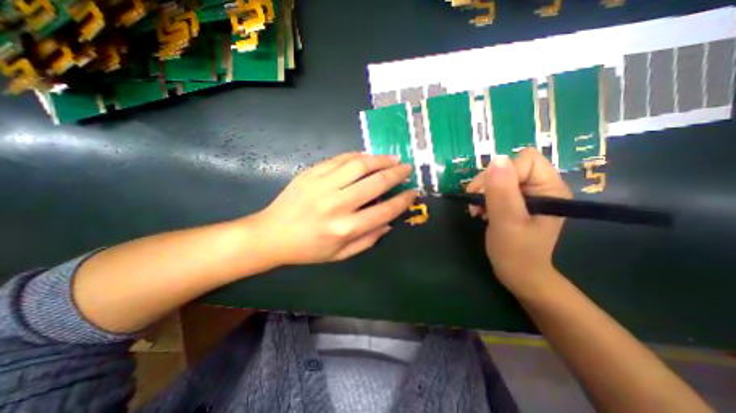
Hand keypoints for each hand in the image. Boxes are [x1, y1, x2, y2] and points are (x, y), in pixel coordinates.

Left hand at [250, 151, 416, 264]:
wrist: (272, 234)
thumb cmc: (308, 249)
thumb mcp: (340, 255)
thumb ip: (368, 240)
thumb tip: (389, 223)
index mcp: (346, 228)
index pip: (384, 210)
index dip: (403, 200)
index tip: (413, 192)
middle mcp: (337, 204)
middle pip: (375, 182)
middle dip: (396, 174)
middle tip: (407, 168)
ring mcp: (323, 185)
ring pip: (359, 165)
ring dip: (380, 159)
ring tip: (392, 158)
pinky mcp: (311, 173)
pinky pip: (340, 159)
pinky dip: (357, 156)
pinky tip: (367, 157)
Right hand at [468, 149, 571, 293]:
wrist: (518, 274)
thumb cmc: (516, 252)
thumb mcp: (507, 221)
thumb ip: (502, 191)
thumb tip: (496, 159)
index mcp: (550, 188)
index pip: (525, 161)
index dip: (502, 173)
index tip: (487, 194)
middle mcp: (541, 186)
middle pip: (509, 167)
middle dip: (487, 183)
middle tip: (476, 204)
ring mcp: (528, 194)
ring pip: (499, 176)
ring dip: (482, 191)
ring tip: (477, 210)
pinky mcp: (516, 201)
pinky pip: (495, 187)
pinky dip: (483, 197)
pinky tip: (480, 210)